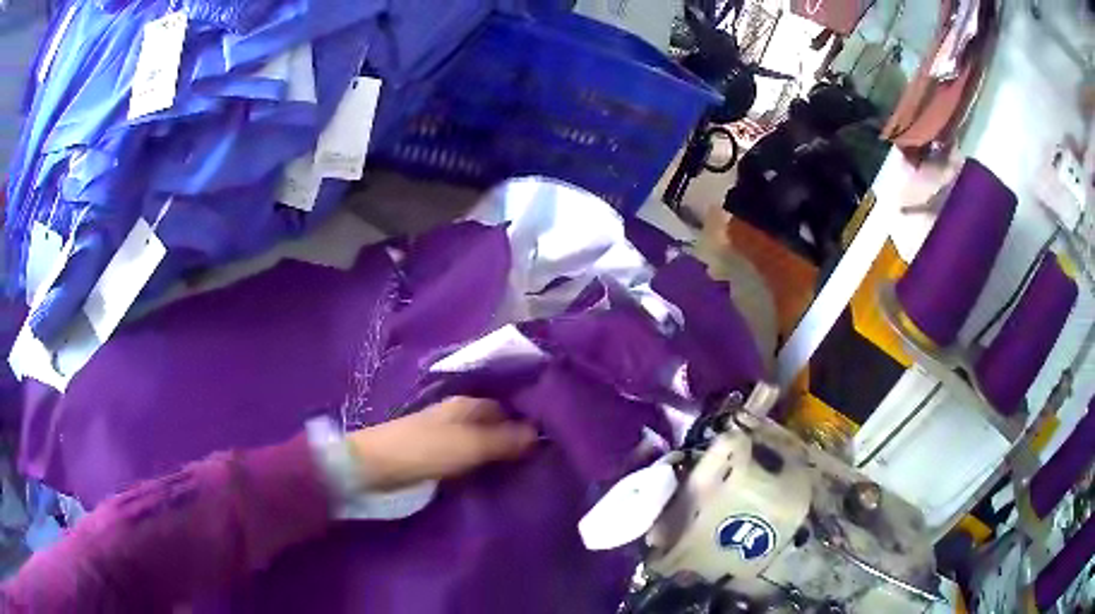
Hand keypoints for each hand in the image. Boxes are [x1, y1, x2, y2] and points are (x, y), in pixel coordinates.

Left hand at [346, 397, 536, 491]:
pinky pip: (471, 456)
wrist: (375, 466)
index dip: (529, 422)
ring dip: (501, 454)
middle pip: (498, 425)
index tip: (555, 442)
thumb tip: (540, 434)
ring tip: (530, 472)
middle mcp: (461, 415)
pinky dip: (485, 464)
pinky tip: (498, 478)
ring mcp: (448, 435)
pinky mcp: (438, 454)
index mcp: (469, 405)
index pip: (509, 408)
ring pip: (485, 442)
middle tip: (547, 462)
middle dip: (518, 440)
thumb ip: (504, 439)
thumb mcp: (469, 445)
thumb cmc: (424, 450)